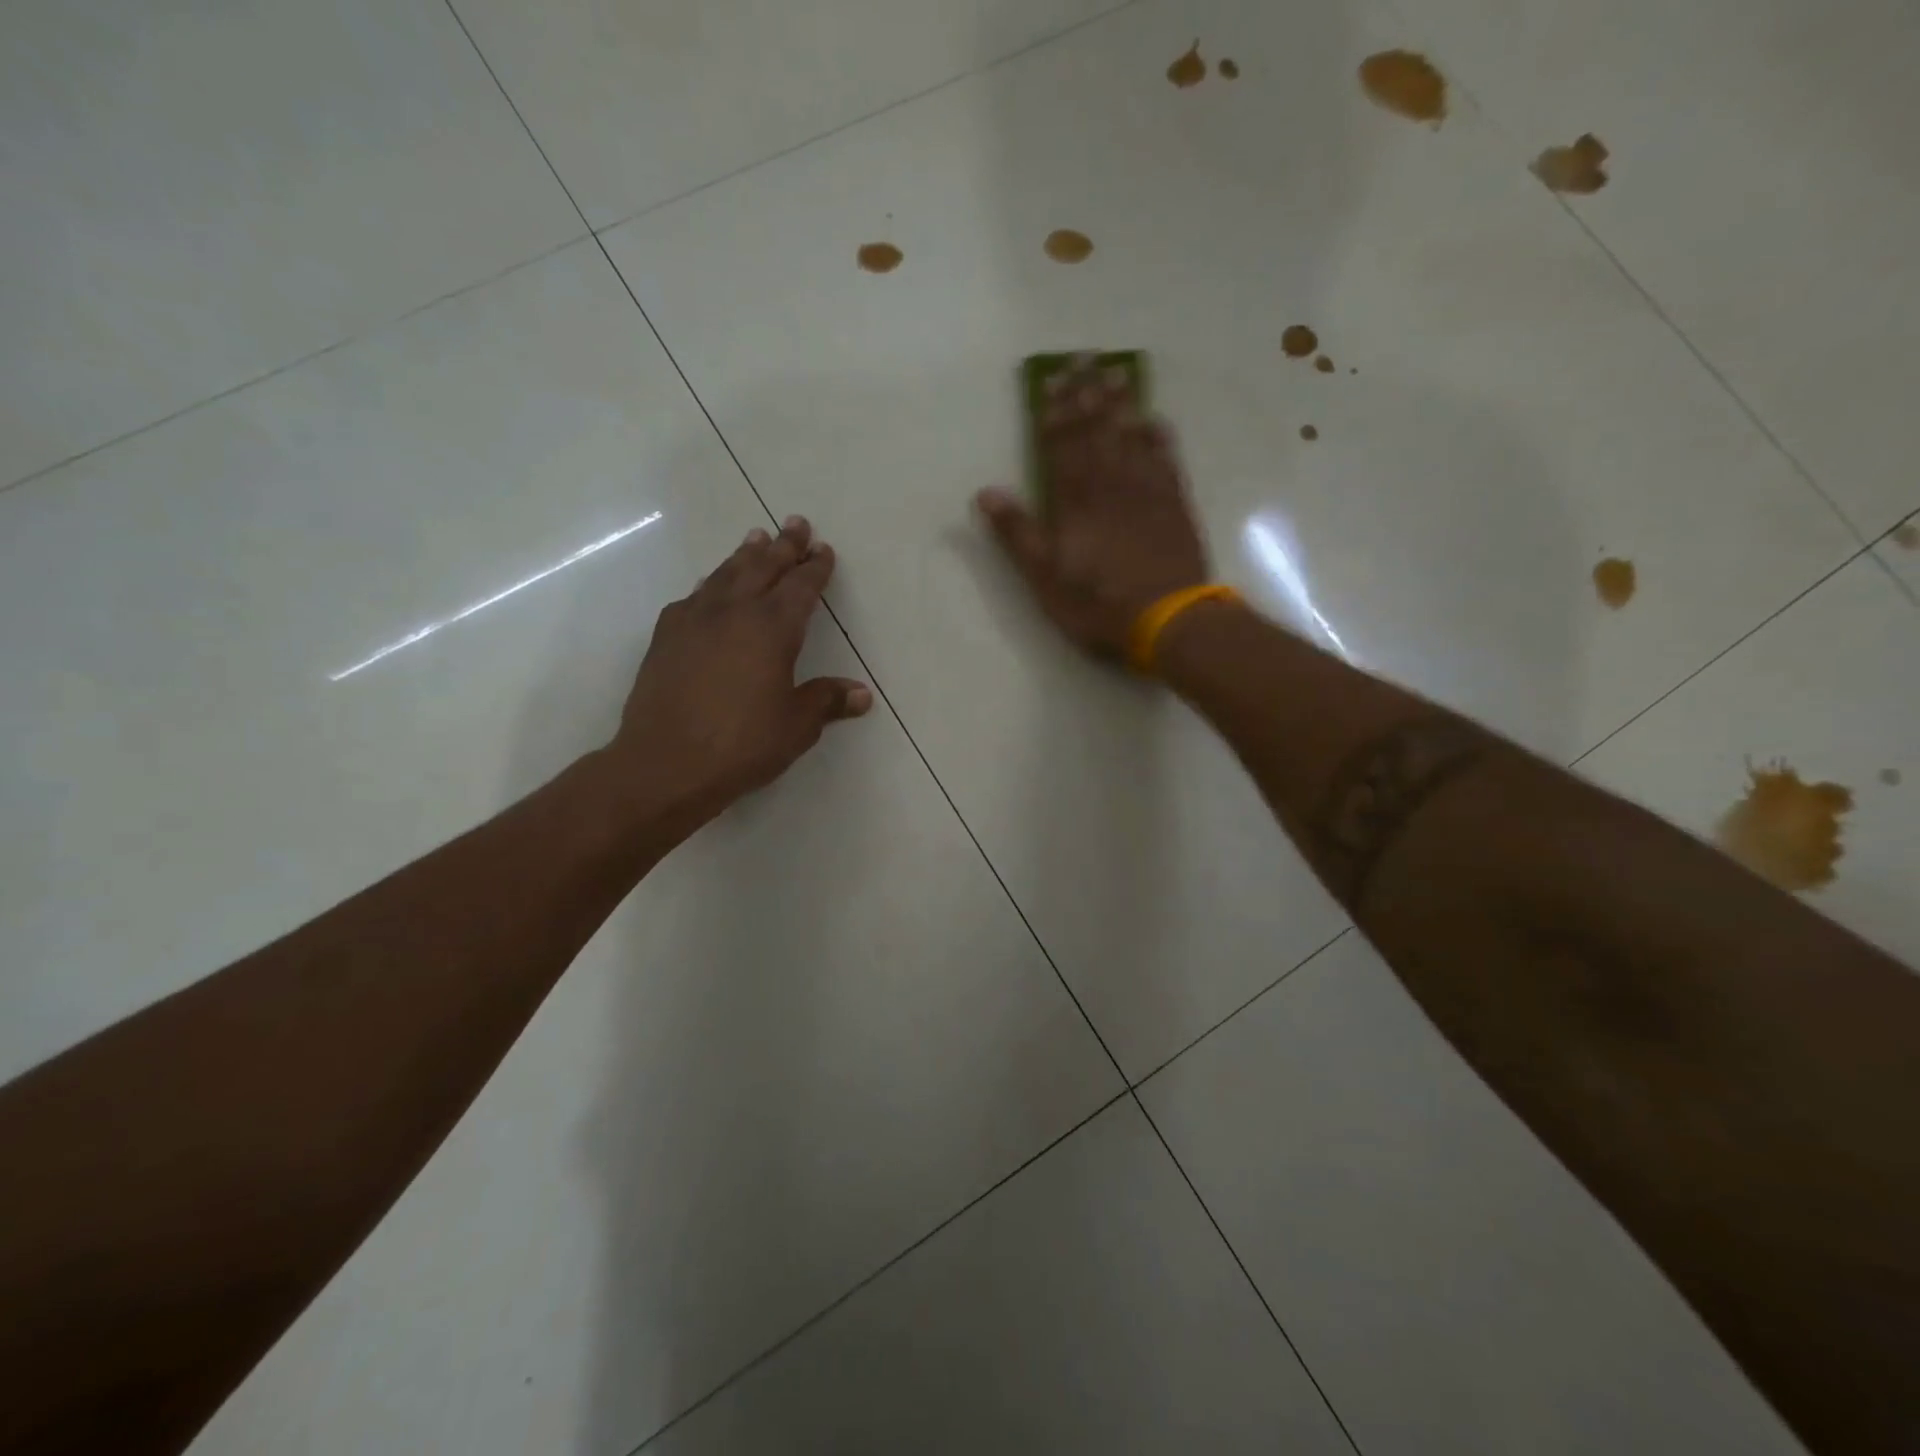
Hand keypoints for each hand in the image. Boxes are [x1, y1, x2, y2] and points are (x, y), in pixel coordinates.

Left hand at [607, 516, 870, 828]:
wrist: (665, 763)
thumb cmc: (742, 744)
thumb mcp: (796, 726)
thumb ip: (827, 701)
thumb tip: (861, 694)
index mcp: (772, 628)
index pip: (800, 587)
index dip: (814, 567)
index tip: (823, 550)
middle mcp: (734, 612)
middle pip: (762, 567)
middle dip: (783, 545)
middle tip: (795, 523)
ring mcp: (694, 620)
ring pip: (725, 574)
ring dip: (745, 555)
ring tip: (755, 538)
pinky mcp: (666, 636)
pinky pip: (695, 596)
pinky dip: (711, 584)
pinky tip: (710, 588)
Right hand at [976, 360, 1209, 658]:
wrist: (1166, 618)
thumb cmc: (1097, 602)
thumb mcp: (1044, 577)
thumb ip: (1017, 533)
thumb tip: (985, 493)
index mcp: (1074, 501)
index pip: (1061, 445)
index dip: (1054, 411)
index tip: (1051, 378)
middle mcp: (1110, 484)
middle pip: (1096, 430)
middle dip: (1086, 393)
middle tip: (1084, 357)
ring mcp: (1147, 491)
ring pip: (1131, 436)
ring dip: (1122, 404)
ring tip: (1116, 372)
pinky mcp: (1175, 505)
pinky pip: (1166, 459)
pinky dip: (1159, 437)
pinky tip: (1155, 419)